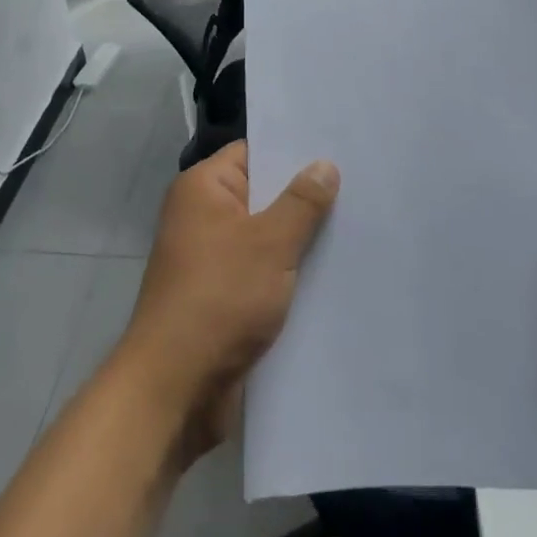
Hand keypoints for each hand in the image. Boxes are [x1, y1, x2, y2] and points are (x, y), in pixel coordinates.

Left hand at [112, 141, 338, 466]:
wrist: (175, 388)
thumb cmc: (219, 298)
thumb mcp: (269, 244)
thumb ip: (301, 202)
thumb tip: (324, 164)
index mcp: (204, 189)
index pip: (254, 152)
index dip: (294, 150)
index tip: (339, 148)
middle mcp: (204, 216)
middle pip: (263, 193)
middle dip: (306, 196)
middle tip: (360, 186)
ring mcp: (212, 257)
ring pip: (267, 235)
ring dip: (301, 238)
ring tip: (358, 226)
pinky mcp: (223, 295)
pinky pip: (263, 269)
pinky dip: (290, 271)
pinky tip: (333, 271)